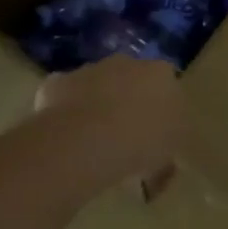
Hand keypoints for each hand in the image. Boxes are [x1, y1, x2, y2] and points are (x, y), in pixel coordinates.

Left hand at [35, 56, 189, 187]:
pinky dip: (67, 114)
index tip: (155, 140)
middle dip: (129, 106)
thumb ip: (166, 155)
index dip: (162, 115)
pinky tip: (66, 140)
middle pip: (132, 82)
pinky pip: (66, 98)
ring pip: (98, 87)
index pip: (168, 89)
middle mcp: (128, 62)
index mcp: (162, 74)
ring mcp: (91, 69)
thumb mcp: (166, 161)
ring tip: (92, 145)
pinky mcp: (59, 82)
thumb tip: (160, 166)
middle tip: (124, 142)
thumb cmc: (139, 145)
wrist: (85, 140)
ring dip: (98, 107)